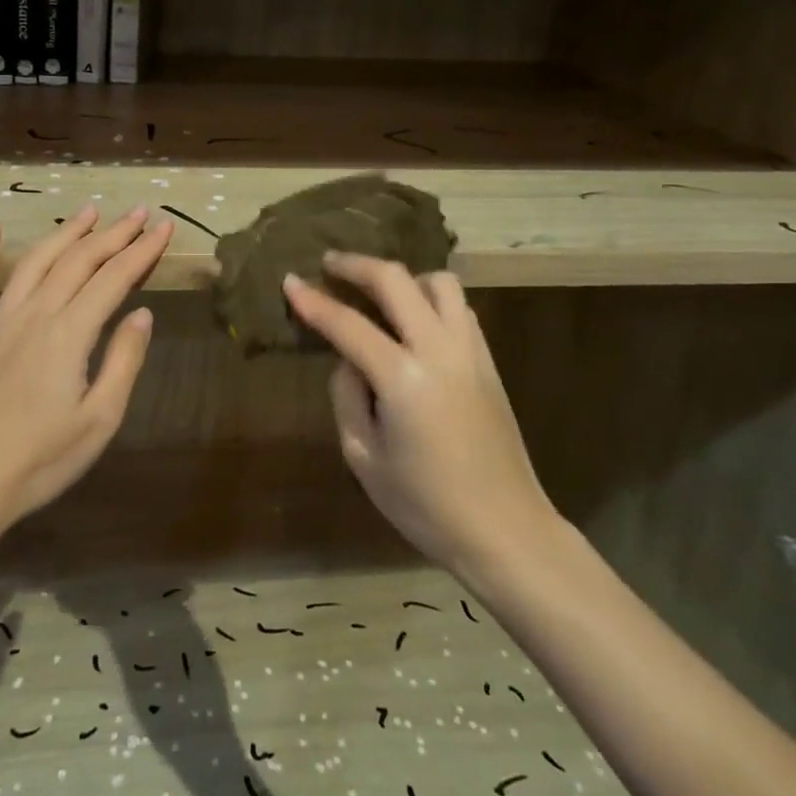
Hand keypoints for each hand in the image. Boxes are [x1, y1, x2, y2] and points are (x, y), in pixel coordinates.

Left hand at [0, 205, 171, 540]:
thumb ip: (124, 360)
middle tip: (138, 212)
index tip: (165, 227)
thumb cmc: (42, 460)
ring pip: (34, 263)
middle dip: (113, 234)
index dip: (142, 250)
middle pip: (78, 262)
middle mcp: (33, 315)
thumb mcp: (100, 419)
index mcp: (69, 334)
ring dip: (64, 234)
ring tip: (89, 212)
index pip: (114, 279)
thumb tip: (142, 313)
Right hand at [283, 254, 556, 579]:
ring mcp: (471, 351)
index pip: (348, 324)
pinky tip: (414, 321)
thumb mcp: (363, 457)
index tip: (289, 280)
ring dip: (403, 278)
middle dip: (357, 265)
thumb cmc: (425, 505)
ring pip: (439, 282)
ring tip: (379, 294)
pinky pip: (459, 308)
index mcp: (403, 378)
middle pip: (396, 280)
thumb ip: (347, 397)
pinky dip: (431, 299)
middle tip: (330, 265)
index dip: (313, 300)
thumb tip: (350, 362)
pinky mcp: (489, 361)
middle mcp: (439, 350)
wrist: (506, 530)